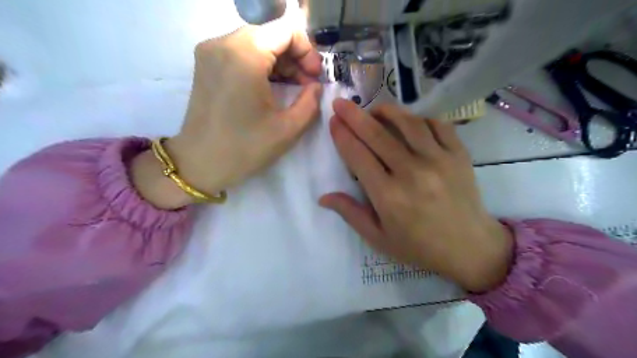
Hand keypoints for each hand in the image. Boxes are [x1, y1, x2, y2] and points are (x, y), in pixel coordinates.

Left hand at [132, 19, 324, 207]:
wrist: (200, 163)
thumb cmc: (245, 148)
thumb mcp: (288, 129)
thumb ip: (310, 102)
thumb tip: (316, 86)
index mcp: (245, 55)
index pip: (286, 30)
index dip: (308, 51)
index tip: (314, 78)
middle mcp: (223, 43)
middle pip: (271, 34)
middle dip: (295, 57)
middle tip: (307, 85)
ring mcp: (211, 51)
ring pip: (257, 42)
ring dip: (280, 62)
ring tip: (293, 89)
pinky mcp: (206, 63)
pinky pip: (241, 52)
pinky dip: (262, 65)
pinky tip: (272, 87)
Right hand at [318, 99, 510, 291]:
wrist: (470, 248)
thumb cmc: (419, 246)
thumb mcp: (379, 238)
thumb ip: (351, 213)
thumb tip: (324, 197)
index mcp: (388, 196)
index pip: (358, 156)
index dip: (342, 136)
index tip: (333, 121)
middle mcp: (412, 172)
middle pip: (377, 135)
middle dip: (355, 116)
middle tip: (341, 102)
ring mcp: (439, 160)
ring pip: (407, 123)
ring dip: (387, 111)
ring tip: (373, 108)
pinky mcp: (459, 155)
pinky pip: (437, 125)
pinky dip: (420, 118)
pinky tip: (409, 120)